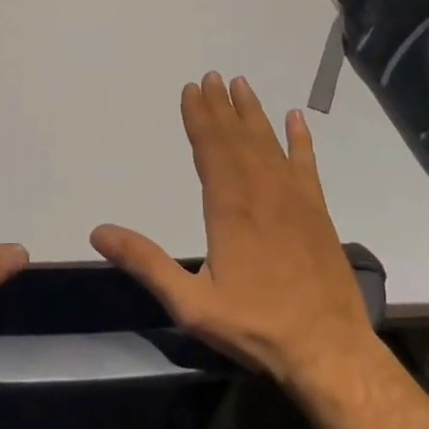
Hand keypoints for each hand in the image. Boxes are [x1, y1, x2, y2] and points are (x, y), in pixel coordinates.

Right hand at [91, 73, 376, 389]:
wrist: (329, 352)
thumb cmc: (255, 327)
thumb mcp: (190, 303)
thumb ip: (146, 263)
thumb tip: (99, 232)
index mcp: (229, 208)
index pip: (210, 149)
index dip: (198, 117)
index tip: (191, 89)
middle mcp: (262, 192)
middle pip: (237, 138)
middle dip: (221, 107)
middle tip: (211, 77)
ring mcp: (295, 200)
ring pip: (269, 144)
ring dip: (253, 114)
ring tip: (241, 85)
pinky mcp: (318, 213)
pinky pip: (307, 165)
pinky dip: (301, 140)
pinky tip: (296, 119)